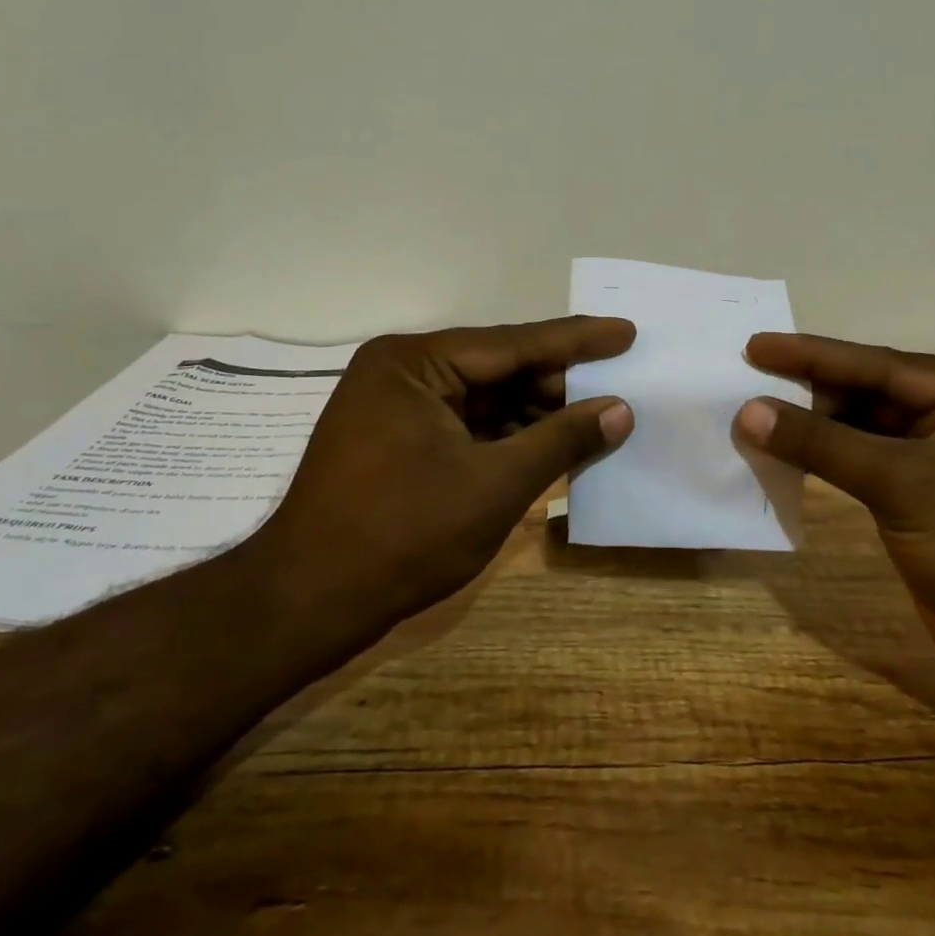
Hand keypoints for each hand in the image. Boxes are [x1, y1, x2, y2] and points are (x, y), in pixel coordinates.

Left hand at [256, 318, 635, 630]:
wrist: (308, 604)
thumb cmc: (402, 535)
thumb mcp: (495, 485)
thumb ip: (561, 439)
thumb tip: (620, 409)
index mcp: (414, 363)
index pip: (513, 343)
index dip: (576, 341)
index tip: (626, 331)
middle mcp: (403, 372)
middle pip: (499, 368)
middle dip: (558, 382)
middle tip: (619, 385)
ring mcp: (398, 408)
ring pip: (486, 399)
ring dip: (537, 412)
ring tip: (598, 415)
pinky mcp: (400, 442)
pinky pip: (468, 426)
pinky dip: (510, 437)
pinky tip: (553, 444)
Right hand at [735, 333, 934, 714]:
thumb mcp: (905, 484)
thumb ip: (823, 444)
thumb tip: (750, 412)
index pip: (878, 365)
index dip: (812, 354)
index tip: (756, 345)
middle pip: (869, 393)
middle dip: (809, 390)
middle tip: (747, 381)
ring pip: (863, 431)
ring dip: (813, 427)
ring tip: (755, 416)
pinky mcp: (922, 501)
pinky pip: (863, 467)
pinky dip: (826, 462)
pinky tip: (786, 456)